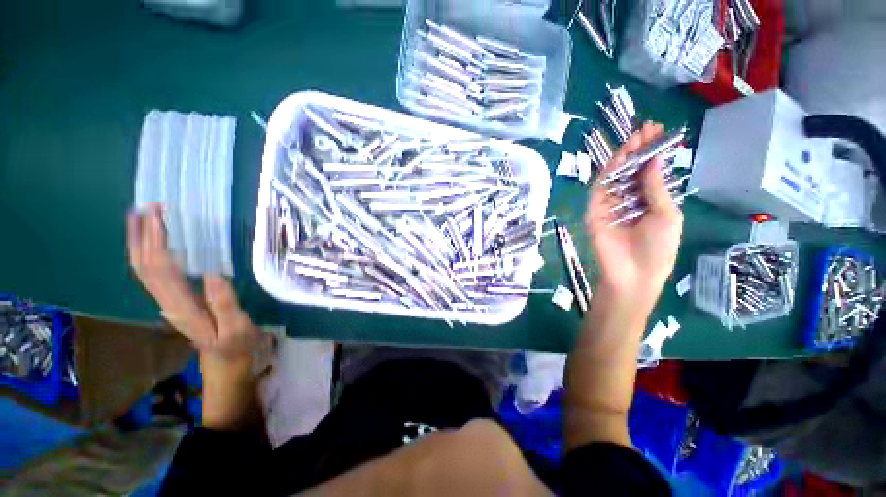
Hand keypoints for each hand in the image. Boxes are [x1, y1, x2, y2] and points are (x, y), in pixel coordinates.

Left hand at [126, 204, 257, 361]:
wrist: (224, 365)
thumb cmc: (235, 346)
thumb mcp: (236, 329)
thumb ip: (225, 304)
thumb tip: (213, 273)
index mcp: (182, 306)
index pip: (159, 268)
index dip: (155, 240)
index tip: (158, 214)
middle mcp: (167, 302)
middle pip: (143, 266)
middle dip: (141, 235)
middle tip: (145, 207)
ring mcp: (169, 302)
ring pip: (143, 269)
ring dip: (140, 243)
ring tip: (142, 219)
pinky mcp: (175, 301)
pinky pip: (154, 274)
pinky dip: (149, 255)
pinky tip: (156, 244)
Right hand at [585, 122, 683, 309]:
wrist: (634, 274)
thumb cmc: (658, 248)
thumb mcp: (667, 214)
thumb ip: (656, 188)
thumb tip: (655, 159)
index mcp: (648, 201)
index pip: (647, 172)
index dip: (652, 153)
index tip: (657, 132)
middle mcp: (628, 200)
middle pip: (630, 171)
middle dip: (638, 150)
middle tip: (646, 128)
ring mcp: (609, 205)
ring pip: (614, 177)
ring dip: (623, 157)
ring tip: (635, 137)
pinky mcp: (594, 211)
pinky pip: (600, 189)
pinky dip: (608, 173)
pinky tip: (619, 158)